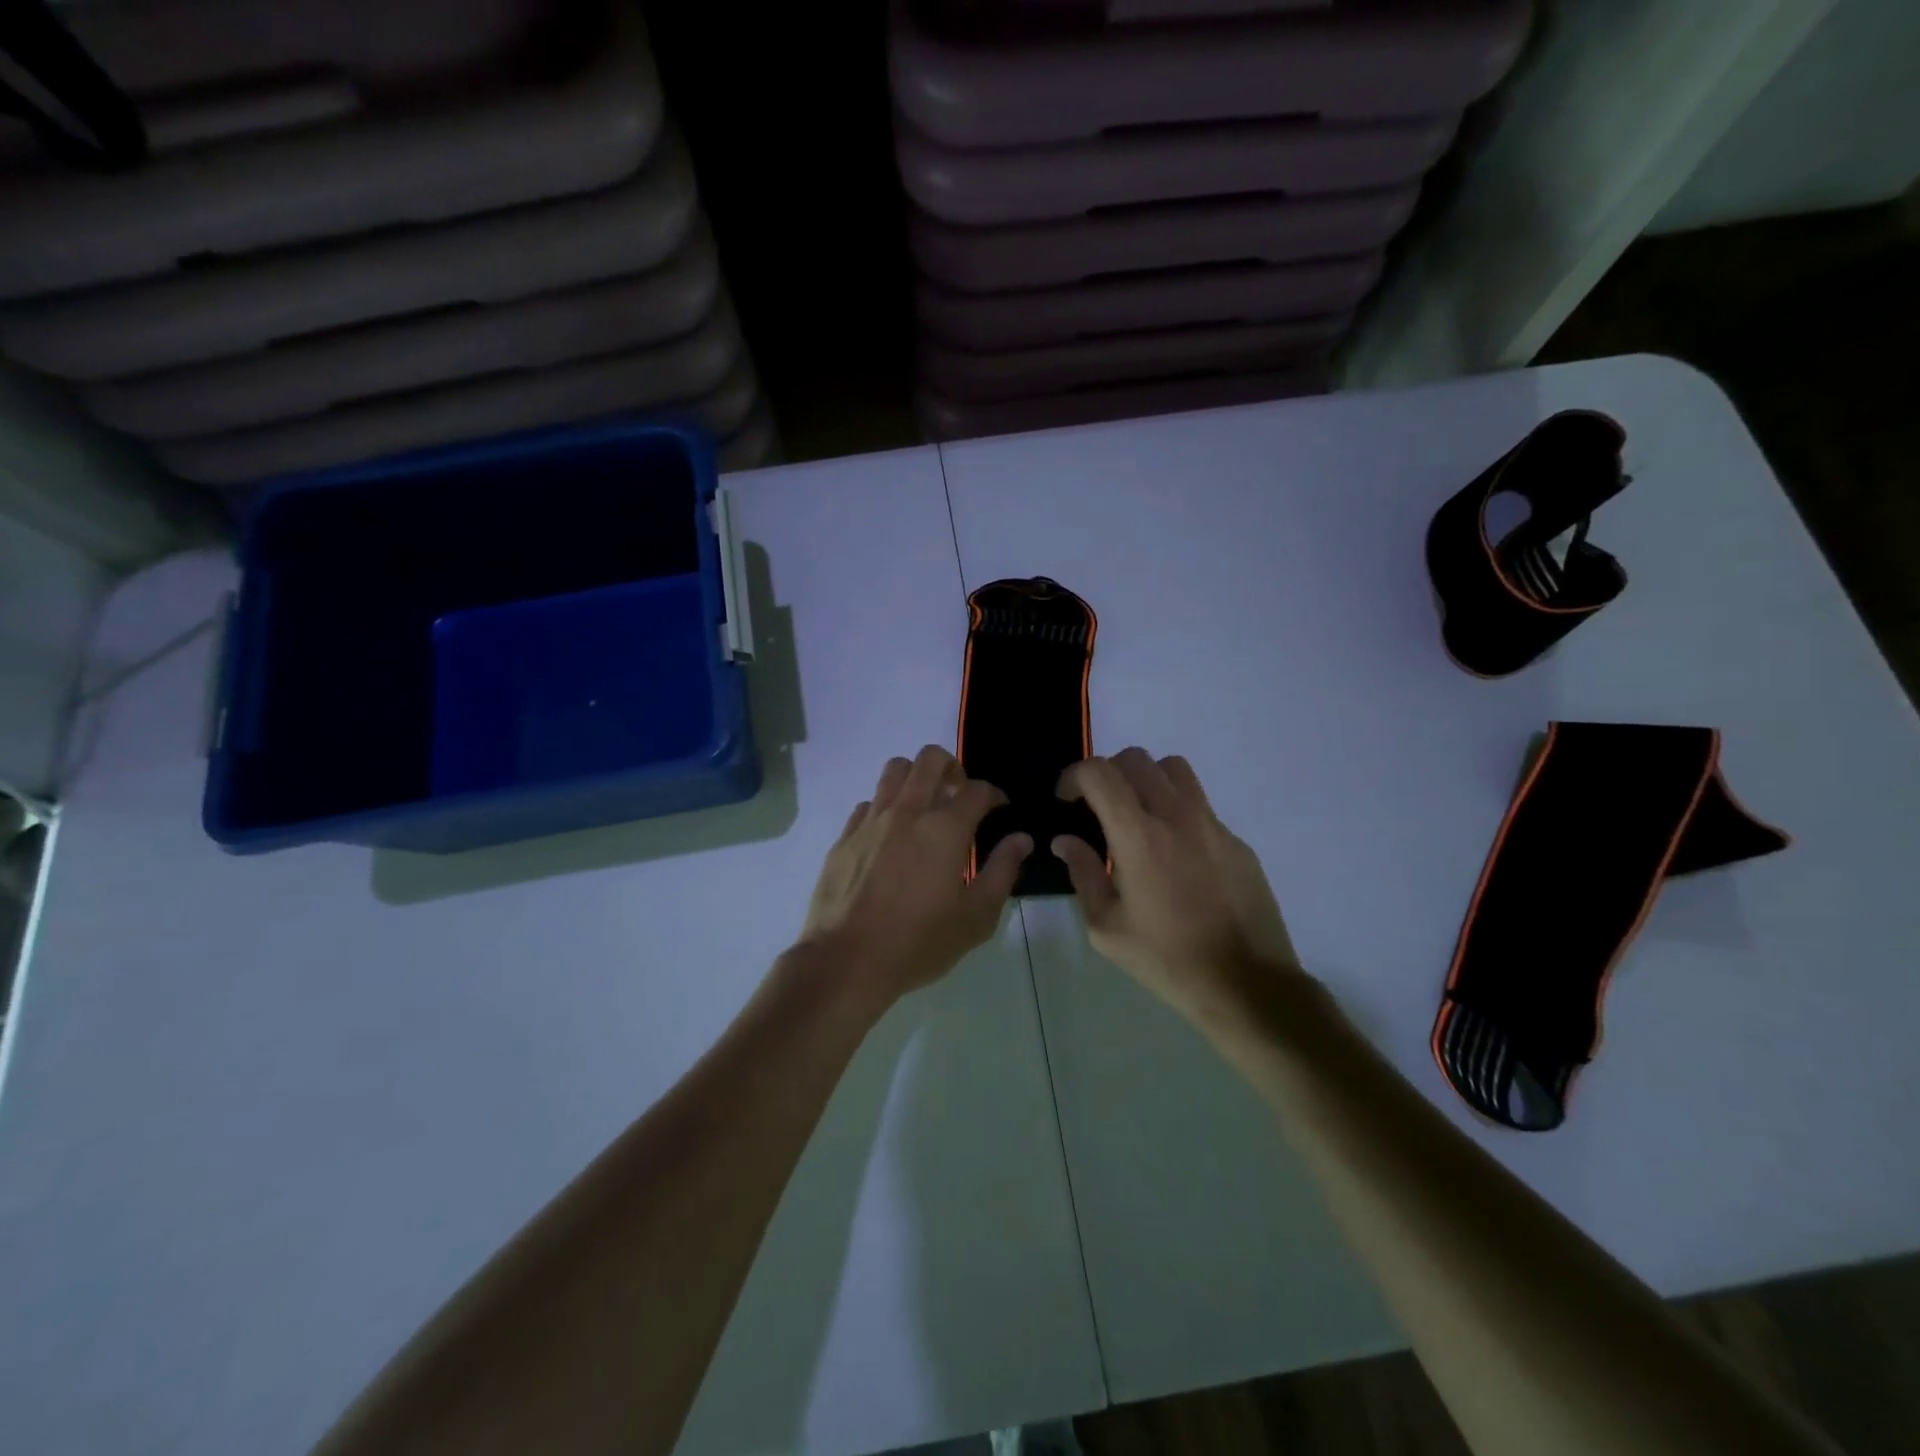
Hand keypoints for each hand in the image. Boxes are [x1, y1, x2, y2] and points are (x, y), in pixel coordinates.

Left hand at [798, 746, 1032, 1005]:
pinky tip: (891, 835)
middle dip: (953, 768)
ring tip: (924, 806)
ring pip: (895, 770)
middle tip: (959, 795)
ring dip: (916, 778)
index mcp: (945, 828)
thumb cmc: (919, 942)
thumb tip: (1021, 839)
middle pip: (931, 759)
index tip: (999, 809)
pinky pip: (869, 803)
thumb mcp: (976, 917)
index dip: (994, 794)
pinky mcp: (845, 836)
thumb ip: (1002, 871)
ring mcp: (872, 820)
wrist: (846, 960)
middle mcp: (907, 811)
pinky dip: (886, 807)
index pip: (977, 789)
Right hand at [1053, 749, 1302, 1029]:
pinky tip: (1175, 856)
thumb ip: (1083, 873)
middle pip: (1137, 759)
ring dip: (1146, 780)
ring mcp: (1213, 825)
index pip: (1100, 773)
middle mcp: (1178, 817)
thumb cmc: (1166, 960)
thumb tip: (1066, 840)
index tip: (1066, 800)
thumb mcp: (1107, 927)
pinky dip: (1177, 811)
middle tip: (1097, 807)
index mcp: (1139, 836)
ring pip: (1175, 770)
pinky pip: (1201, 805)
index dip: (1074, 776)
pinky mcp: (1236, 842)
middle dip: (1107, 773)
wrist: (1246, 985)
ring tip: (1137, 816)